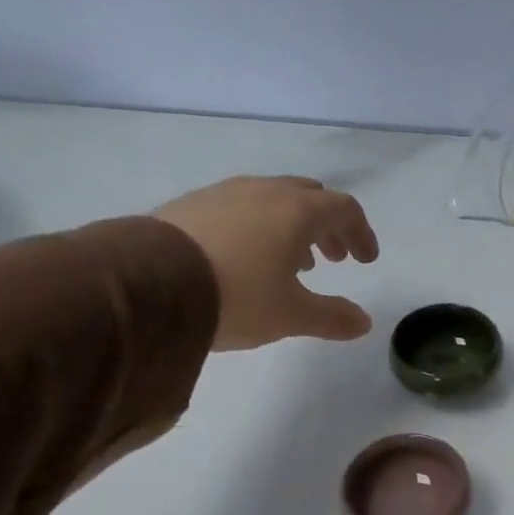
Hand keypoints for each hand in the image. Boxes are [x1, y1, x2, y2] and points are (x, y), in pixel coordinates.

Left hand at [155, 176, 379, 350]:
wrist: (148, 283)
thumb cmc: (237, 296)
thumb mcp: (292, 316)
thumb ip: (333, 318)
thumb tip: (364, 322)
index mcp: (297, 212)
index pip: (344, 209)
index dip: (361, 233)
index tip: (365, 260)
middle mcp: (264, 192)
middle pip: (310, 197)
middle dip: (328, 227)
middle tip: (334, 258)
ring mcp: (224, 193)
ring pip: (274, 200)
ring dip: (293, 227)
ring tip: (293, 263)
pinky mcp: (192, 204)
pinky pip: (241, 207)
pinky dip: (259, 227)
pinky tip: (248, 258)